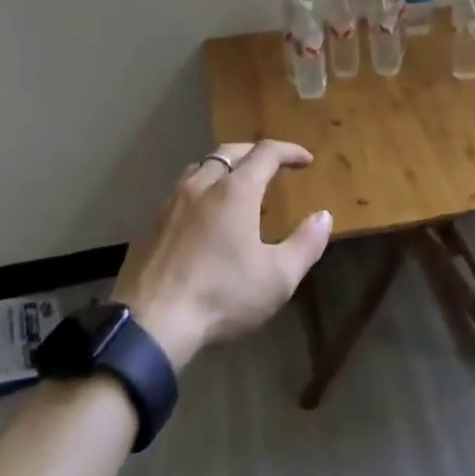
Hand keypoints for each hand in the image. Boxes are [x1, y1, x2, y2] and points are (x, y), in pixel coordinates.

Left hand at [111, 140, 332, 370]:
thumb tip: (324, 216)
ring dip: (224, 168)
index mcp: (235, 190)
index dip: (289, 151)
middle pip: (230, 151)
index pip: (266, 152)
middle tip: (272, 167)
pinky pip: (180, 192)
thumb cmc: (222, 297)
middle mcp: (202, 184)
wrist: (151, 323)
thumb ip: (306, 244)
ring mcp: (171, 202)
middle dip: (255, 153)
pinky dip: (200, 191)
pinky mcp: (150, 223)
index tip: (305, 161)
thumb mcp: (277, 278)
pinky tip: (202, 216)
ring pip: (201, 167)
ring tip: (236, 187)